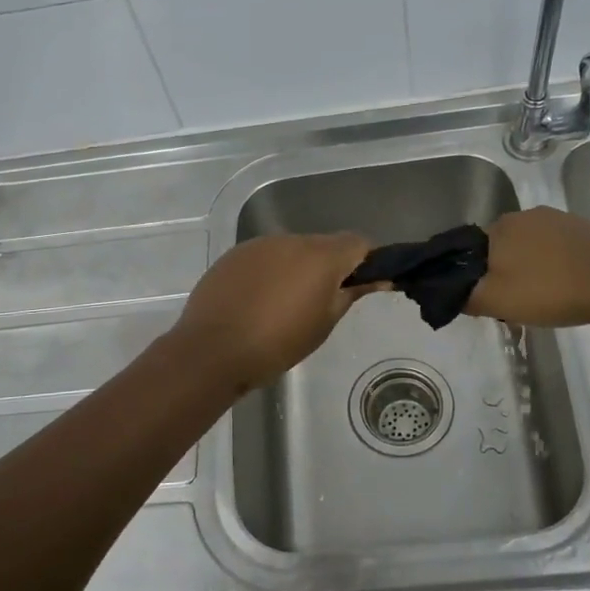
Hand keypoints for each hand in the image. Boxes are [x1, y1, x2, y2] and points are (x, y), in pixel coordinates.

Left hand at [172, 233, 378, 391]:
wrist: (212, 350)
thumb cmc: (278, 343)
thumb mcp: (324, 323)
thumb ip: (350, 294)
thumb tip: (377, 278)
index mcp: (320, 255)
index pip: (358, 243)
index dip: (366, 262)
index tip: (362, 286)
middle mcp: (291, 240)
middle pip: (323, 246)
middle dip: (328, 268)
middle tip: (321, 304)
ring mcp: (259, 245)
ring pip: (291, 251)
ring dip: (297, 270)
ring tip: (284, 306)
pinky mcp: (234, 255)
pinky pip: (264, 259)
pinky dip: (270, 274)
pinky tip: (257, 302)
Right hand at [466, 207, 589, 327]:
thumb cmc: (550, 291)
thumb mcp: (496, 302)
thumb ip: (464, 296)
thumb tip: (449, 290)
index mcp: (498, 228)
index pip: (471, 252)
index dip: (477, 276)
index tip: (490, 298)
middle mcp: (524, 215)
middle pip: (502, 247)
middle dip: (504, 271)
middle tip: (517, 302)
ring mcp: (557, 218)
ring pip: (530, 247)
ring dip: (531, 267)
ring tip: (546, 296)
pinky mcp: (583, 227)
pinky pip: (557, 247)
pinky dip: (556, 264)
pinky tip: (568, 284)